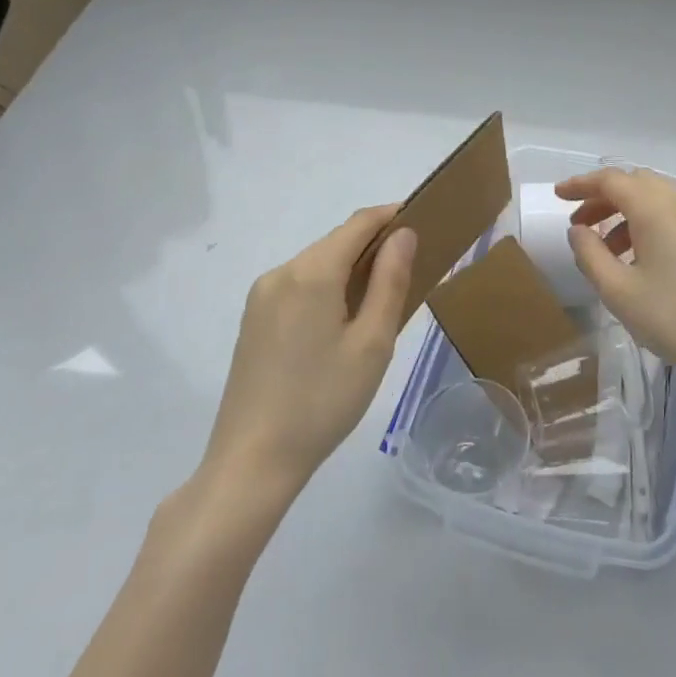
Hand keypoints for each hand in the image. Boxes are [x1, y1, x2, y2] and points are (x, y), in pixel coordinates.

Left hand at [197, 206, 416, 495]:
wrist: (252, 461)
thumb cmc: (323, 401)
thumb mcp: (372, 343)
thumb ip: (390, 280)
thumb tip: (403, 234)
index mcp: (312, 272)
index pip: (359, 223)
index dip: (392, 215)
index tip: (424, 220)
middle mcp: (281, 272)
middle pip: (336, 242)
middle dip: (373, 245)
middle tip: (411, 267)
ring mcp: (262, 296)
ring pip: (317, 264)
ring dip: (350, 267)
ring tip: (381, 298)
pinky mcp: (253, 319)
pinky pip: (298, 285)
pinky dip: (327, 286)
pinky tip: (342, 320)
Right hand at [556, 168, 675, 399]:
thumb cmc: (675, 320)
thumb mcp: (618, 291)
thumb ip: (590, 254)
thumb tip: (579, 230)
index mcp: (658, 209)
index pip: (612, 180)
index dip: (582, 185)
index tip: (558, 196)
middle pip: (636, 184)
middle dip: (603, 199)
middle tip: (580, 226)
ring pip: (657, 199)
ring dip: (626, 213)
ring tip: (606, 250)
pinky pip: (675, 216)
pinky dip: (649, 224)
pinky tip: (640, 259)